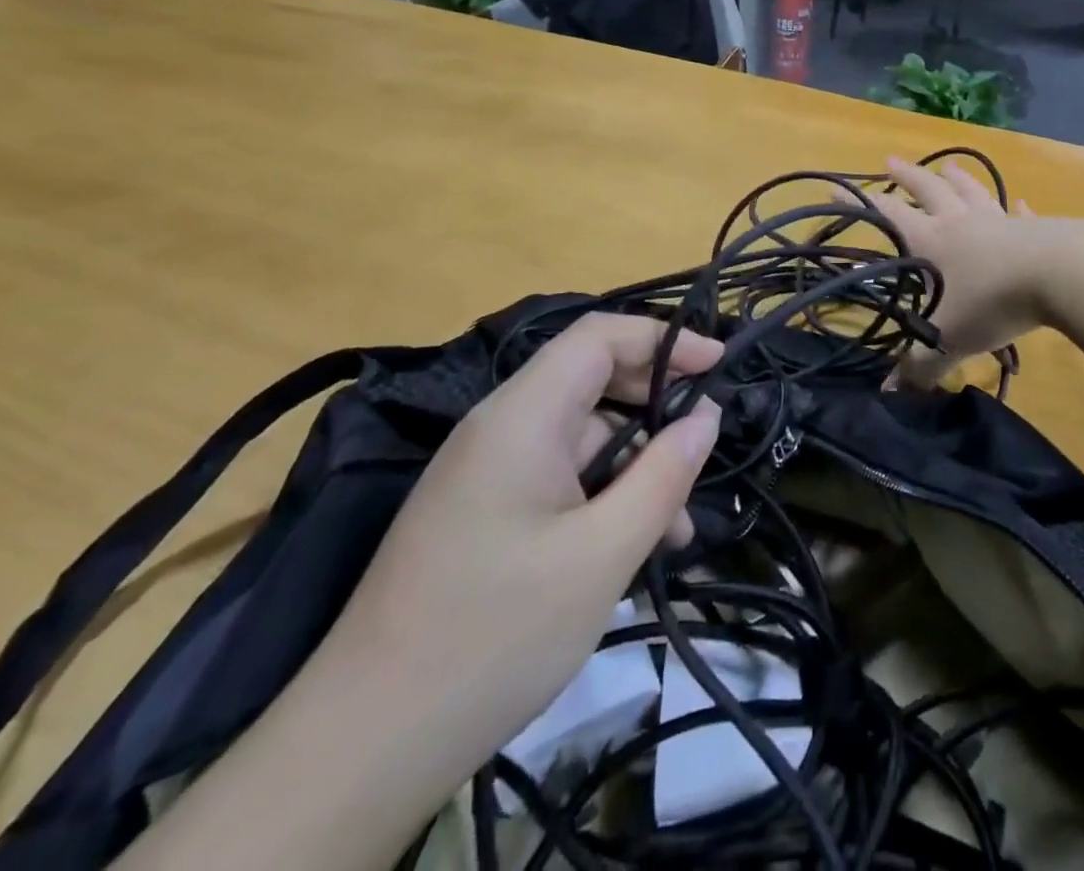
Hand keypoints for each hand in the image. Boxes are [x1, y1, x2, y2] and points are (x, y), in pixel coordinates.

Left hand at [325, 313, 722, 748]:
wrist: (364, 747)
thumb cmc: (496, 635)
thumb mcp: (602, 555)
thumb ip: (663, 475)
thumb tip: (707, 417)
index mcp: (521, 416)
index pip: (599, 336)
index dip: (663, 338)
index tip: (719, 364)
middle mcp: (501, 428)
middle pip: (592, 381)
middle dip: (655, 405)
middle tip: (706, 443)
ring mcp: (488, 472)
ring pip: (582, 438)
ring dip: (635, 467)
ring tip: (678, 527)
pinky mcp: (484, 512)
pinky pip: (559, 479)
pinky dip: (603, 497)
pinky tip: (634, 549)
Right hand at [870, 156, 1049, 384]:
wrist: (1059, 274)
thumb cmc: (991, 301)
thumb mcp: (948, 339)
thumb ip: (920, 366)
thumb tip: (892, 395)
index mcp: (932, 241)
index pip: (888, 215)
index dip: (860, 203)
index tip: (837, 187)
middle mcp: (960, 222)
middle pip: (928, 190)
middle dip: (907, 176)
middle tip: (890, 161)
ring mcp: (998, 220)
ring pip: (971, 192)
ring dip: (956, 178)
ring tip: (946, 166)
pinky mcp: (1034, 227)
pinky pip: (1019, 214)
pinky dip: (1015, 207)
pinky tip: (1018, 202)